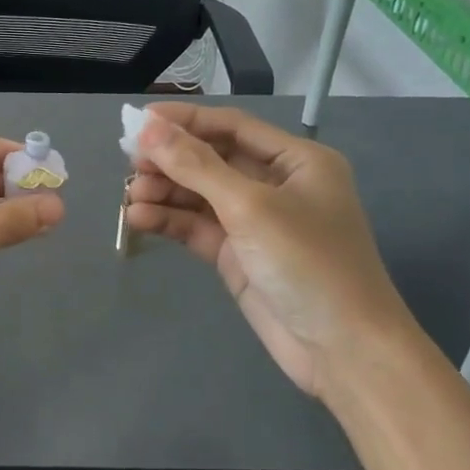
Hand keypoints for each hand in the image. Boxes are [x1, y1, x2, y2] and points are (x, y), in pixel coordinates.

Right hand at [125, 104, 416, 397]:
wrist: (340, 348)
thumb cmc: (308, 263)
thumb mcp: (250, 207)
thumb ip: (197, 167)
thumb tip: (148, 129)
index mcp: (296, 160)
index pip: (232, 126)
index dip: (186, 121)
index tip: (138, 121)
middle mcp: (275, 185)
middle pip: (212, 159)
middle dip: (171, 159)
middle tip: (128, 161)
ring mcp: (254, 223)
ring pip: (200, 195)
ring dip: (165, 191)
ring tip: (129, 195)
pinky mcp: (237, 255)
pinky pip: (197, 227)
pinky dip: (169, 221)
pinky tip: (138, 218)